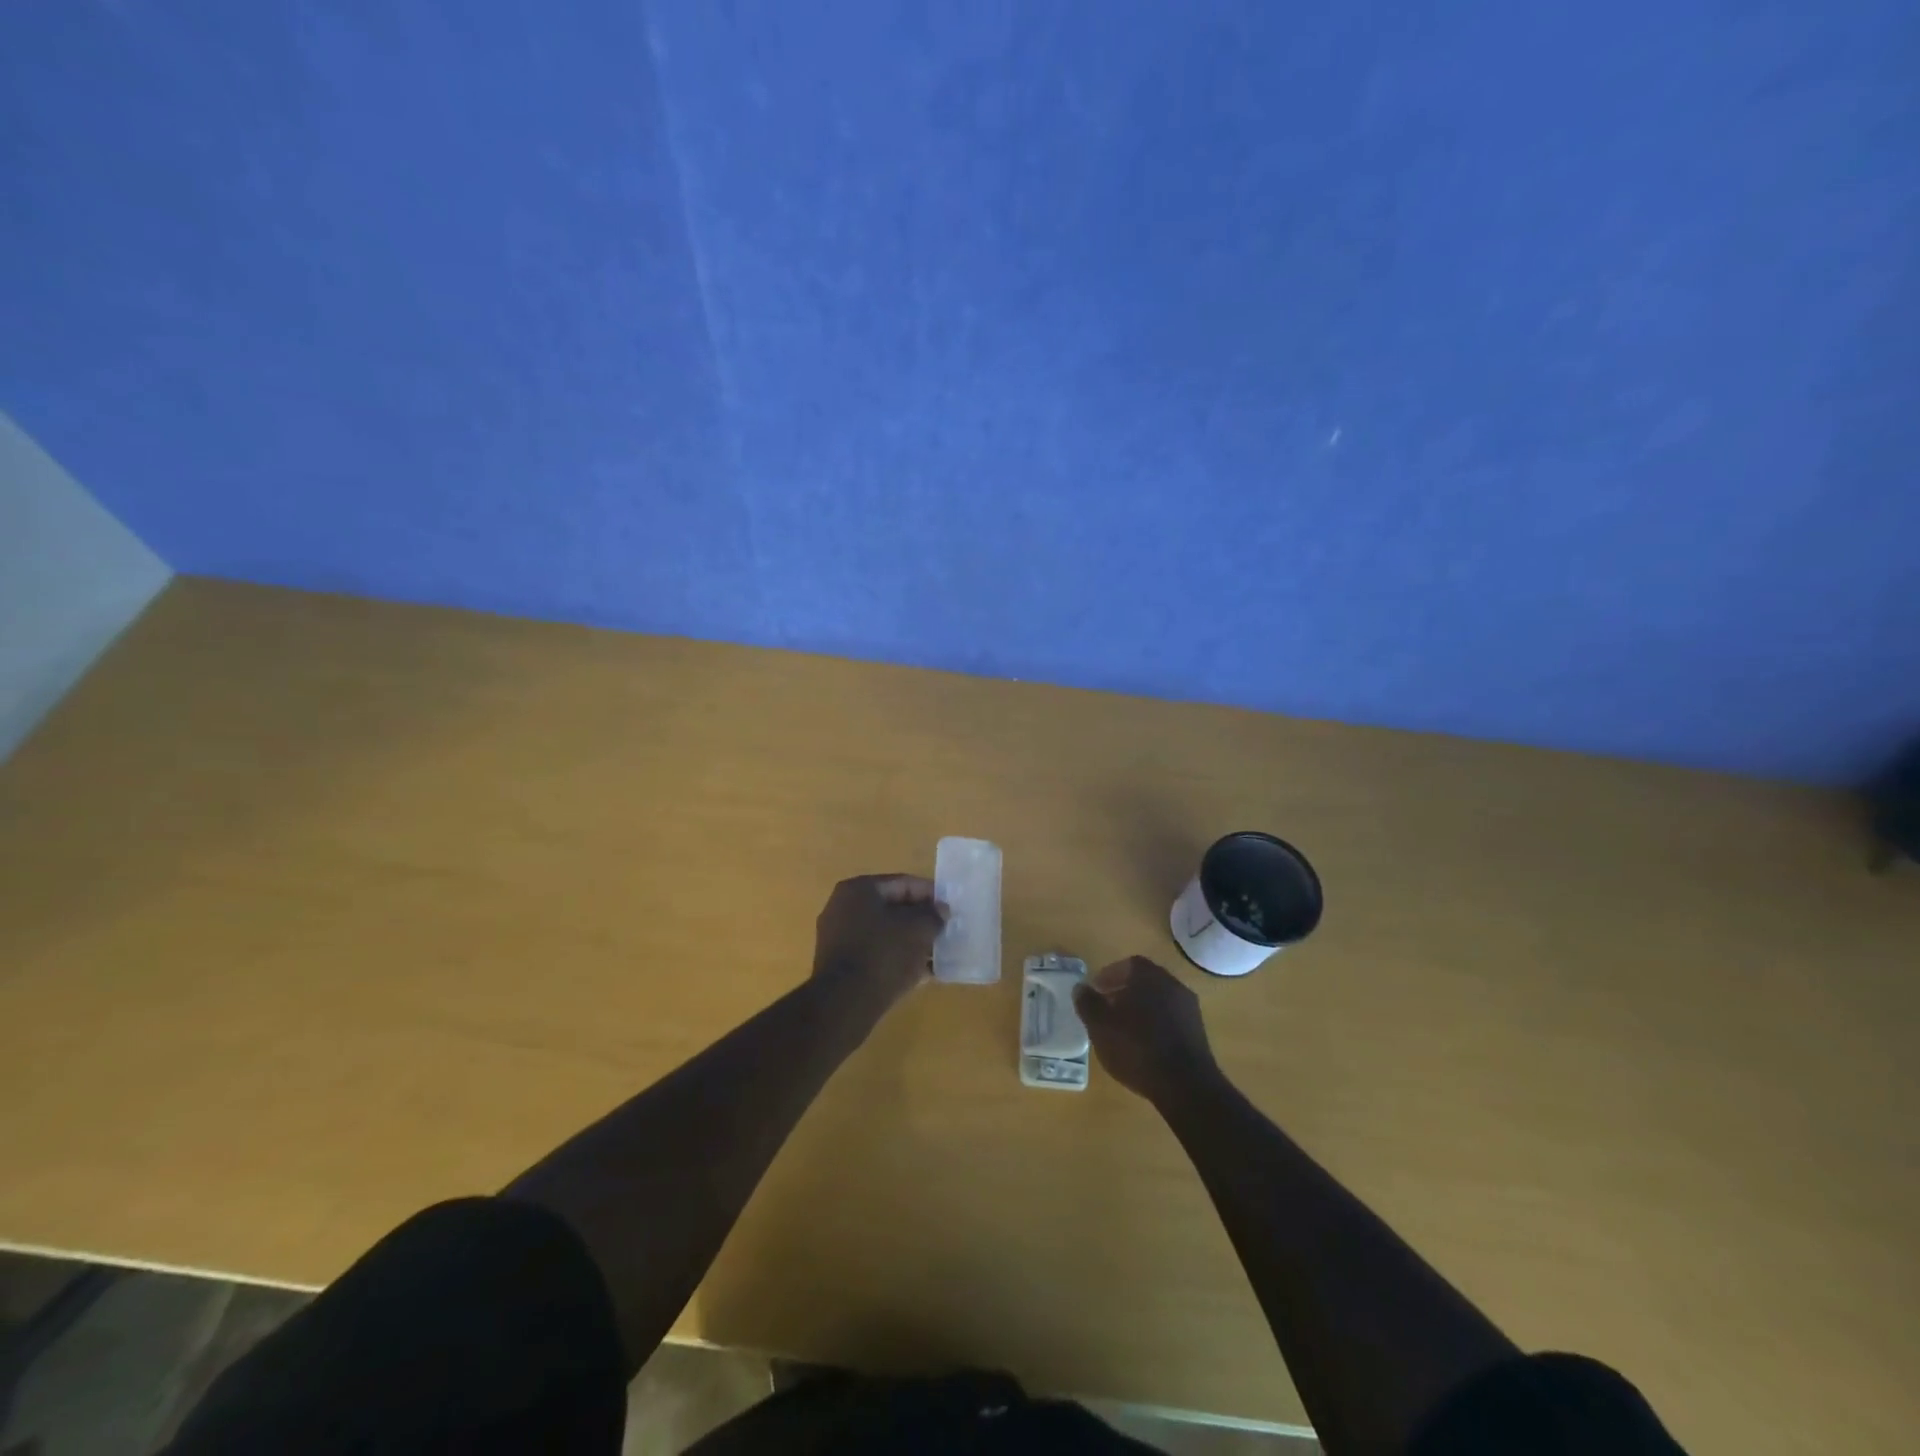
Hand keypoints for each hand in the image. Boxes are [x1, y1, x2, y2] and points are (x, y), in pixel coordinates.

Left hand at [812, 874, 947, 1017]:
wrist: (845, 1003)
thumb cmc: (883, 954)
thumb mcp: (918, 930)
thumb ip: (933, 915)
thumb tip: (940, 911)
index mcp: (859, 890)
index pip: (903, 883)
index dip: (930, 894)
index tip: (950, 909)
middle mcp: (843, 907)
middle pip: (892, 908)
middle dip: (919, 920)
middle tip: (944, 931)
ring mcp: (837, 936)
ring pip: (884, 933)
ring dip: (910, 941)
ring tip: (936, 954)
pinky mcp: (839, 964)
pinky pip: (875, 953)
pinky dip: (896, 958)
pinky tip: (919, 972)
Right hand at [1074, 956, 1219, 1105]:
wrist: (1185, 1085)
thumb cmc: (1136, 1048)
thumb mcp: (1100, 1026)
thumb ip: (1088, 1003)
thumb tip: (1080, 987)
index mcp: (1148, 976)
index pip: (1128, 964)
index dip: (1109, 976)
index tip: (1097, 991)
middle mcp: (1172, 984)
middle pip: (1144, 981)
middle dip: (1124, 991)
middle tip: (1107, 1009)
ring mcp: (1188, 1008)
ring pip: (1158, 1000)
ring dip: (1141, 1009)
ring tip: (1124, 1029)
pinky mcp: (1198, 1032)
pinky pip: (1171, 1018)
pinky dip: (1156, 1024)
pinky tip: (1145, 1044)